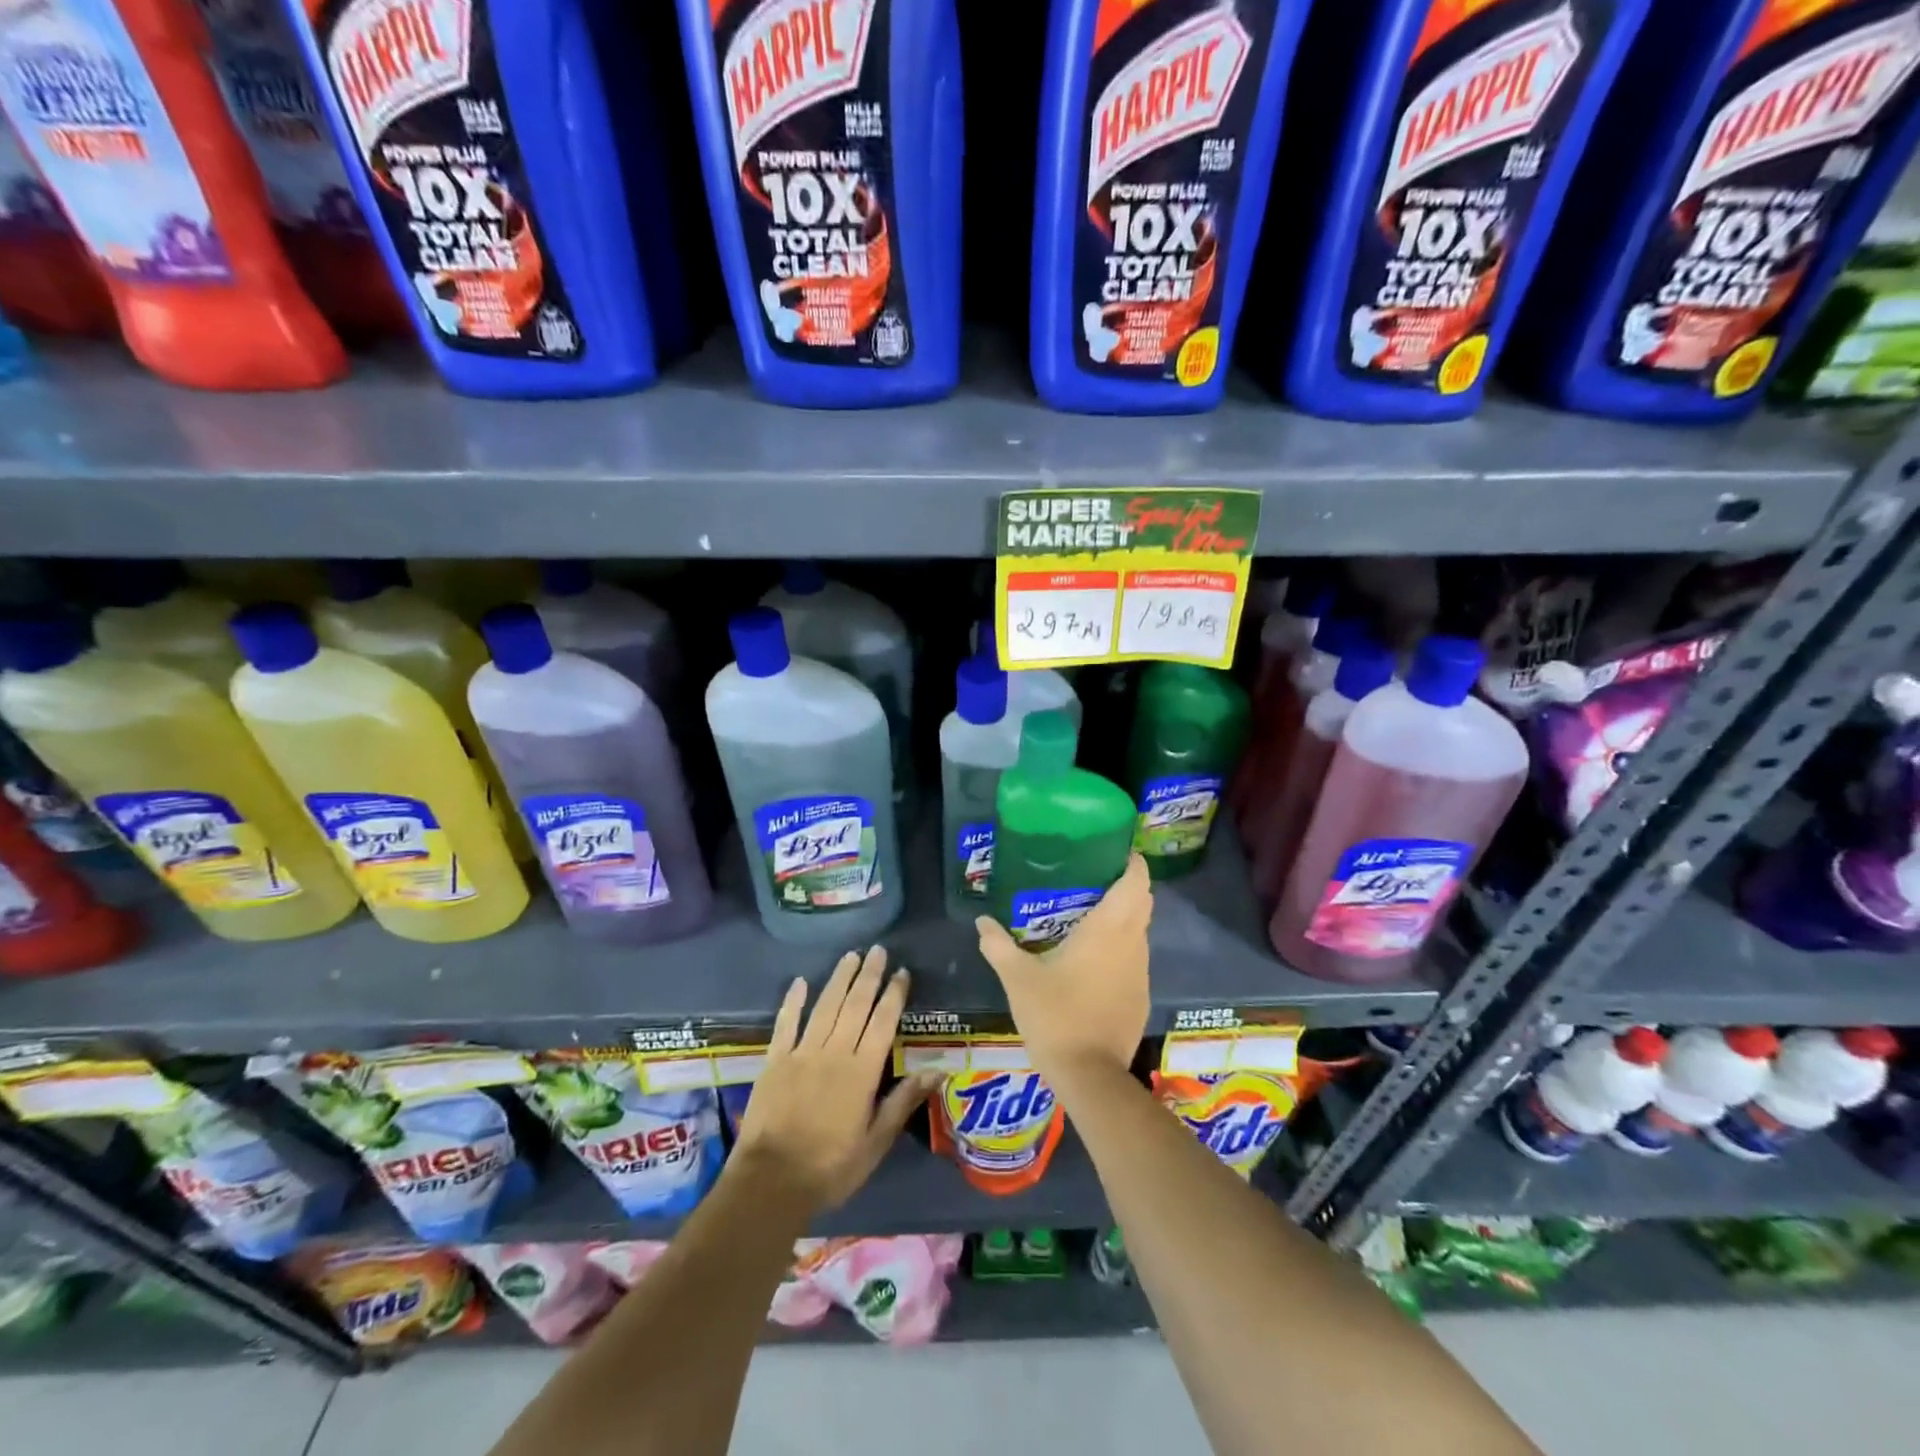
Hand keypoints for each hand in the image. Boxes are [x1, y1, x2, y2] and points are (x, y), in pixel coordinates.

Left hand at [730, 945, 936, 1211]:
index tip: (902, 972)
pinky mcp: (775, 1061)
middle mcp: (834, 1053)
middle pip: (855, 1005)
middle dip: (869, 976)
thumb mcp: (876, 1143)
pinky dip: (793, 1001)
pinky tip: (801, 981)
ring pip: (825, 1006)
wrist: (771, 1182)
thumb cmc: (831, 1167)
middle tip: (878, 950)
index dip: (894, 994)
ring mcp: (802, 1053)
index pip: (883, 1022)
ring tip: (851, 956)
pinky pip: (785, 1024)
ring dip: (839, 979)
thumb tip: (938, 1070)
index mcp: (862, 1072)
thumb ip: (903, 1102)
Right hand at [975, 854, 1152, 1082]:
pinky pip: (1134, 958)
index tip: (1112, 851)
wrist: (1090, 1076)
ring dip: (1122, 917)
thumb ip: (998, 946)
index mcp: (1109, 929)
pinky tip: (1092, 957)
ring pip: (1139, 931)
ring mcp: (1140, 972)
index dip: (1131, 862)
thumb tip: (982, 922)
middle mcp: (1132, 944)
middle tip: (1091, 878)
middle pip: (1142, 902)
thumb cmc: (1056, 1016)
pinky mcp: (1140, 997)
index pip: (1136, 882)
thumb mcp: (1018, 979)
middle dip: (1125, 885)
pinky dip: (1120, 947)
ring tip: (1087, 913)